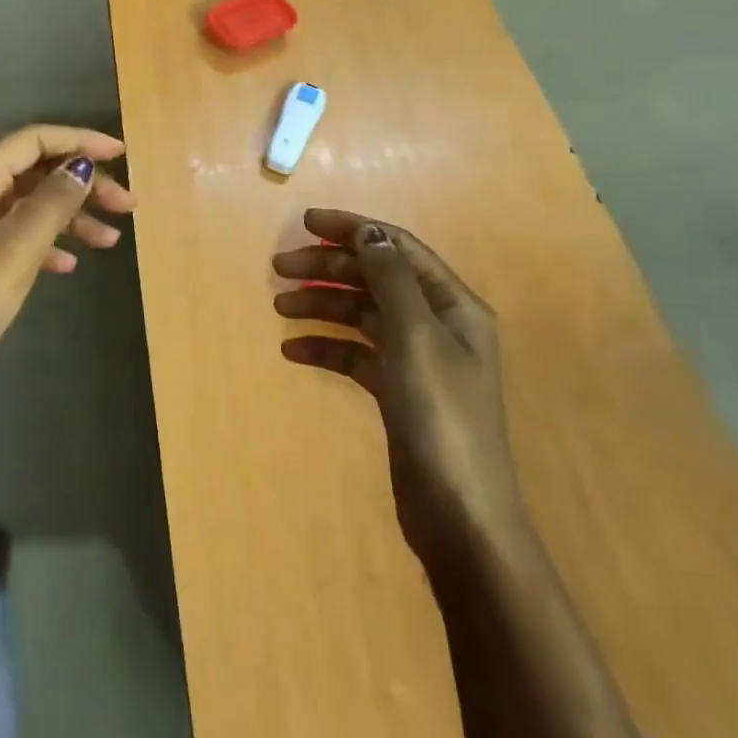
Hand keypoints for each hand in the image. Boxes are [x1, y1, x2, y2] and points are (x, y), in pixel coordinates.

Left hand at [0, 125, 135, 389]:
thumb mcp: (14, 251)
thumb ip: (52, 203)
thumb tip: (81, 166)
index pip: (33, 142)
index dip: (80, 141)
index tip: (122, 154)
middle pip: (33, 173)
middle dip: (82, 184)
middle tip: (127, 206)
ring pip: (27, 207)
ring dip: (69, 217)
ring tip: (110, 240)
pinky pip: (14, 237)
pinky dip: (44, 244)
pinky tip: (69, 264)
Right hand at [273, 210, 524, 552]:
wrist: (458, 514)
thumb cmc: (440, 415)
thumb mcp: (415, 336)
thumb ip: (391, 278)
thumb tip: (368, 231)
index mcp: (451, 304)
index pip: (396, 247)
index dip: (352, 230)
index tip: (305, 223)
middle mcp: (436, 324)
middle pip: (374, 278)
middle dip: (328, 268)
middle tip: (279, 267)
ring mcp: (416, 359)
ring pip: (361, 314)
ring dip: (321, 305)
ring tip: (279, 306)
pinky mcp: (397, 391)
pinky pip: (355, 354)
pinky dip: (326, 347)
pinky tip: (294, 351)